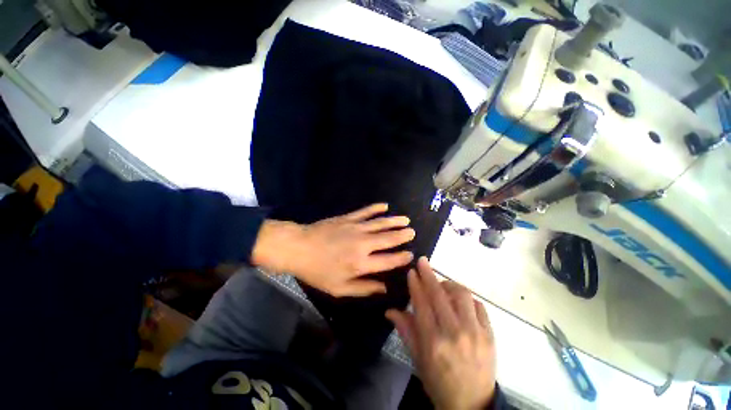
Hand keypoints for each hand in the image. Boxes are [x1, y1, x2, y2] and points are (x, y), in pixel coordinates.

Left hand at [251, 203, 414, 296]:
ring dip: (394, 221)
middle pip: (388, 238)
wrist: (298, 248)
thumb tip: (384, 288)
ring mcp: (355, 228)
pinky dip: (376, 208)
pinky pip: (365, 211)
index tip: (410, 254)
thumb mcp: (339, 288)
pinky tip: (385, 206)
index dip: (401, 258)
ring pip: (380, 223)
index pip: (388, 260)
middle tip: (412, 232)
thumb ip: (363, 288)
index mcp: (361, 263)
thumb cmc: (318, 271)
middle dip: (402, 235)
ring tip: (405, 219)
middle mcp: (362, 244)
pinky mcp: (348, 218)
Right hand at [386, 257, 496, 409]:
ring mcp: (475, 332)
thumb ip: (405, 330)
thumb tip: (390, 310)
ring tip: (442, 286)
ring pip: (461, 294)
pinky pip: (478, 305)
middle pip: (439, 294)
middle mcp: (454, 333)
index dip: (415, 284)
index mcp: (433, 341)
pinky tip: (460, 301)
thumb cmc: (438, 382)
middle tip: (423, 261)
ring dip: (449, 284)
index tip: (412, 271)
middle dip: (428, 274)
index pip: (422, 303)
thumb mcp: (417, 359)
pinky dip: (467, 298)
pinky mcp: (490, 334)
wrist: (472, 405)